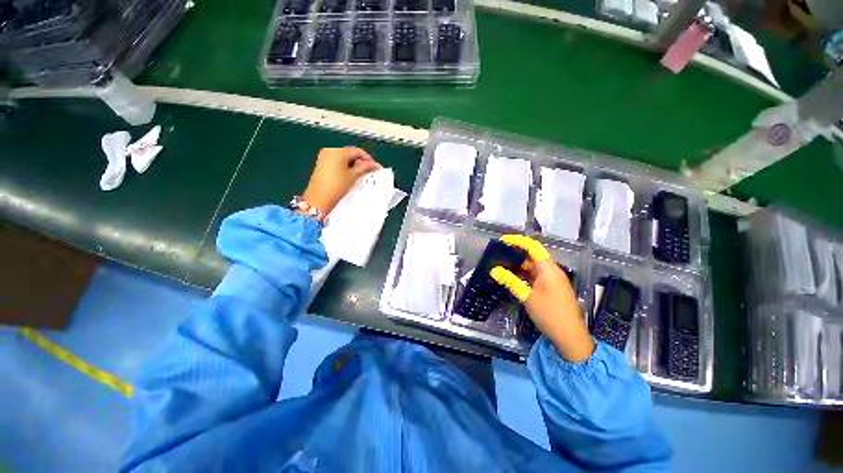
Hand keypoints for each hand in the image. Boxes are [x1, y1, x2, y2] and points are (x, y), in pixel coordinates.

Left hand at [301, 147, 380, 214]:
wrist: (319, 198)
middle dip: (360, 161)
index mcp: (338, 151)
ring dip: (353, 164)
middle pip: (350, 153)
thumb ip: (364, 167)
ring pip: (344, 158)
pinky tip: (350, 175)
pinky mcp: (322, 164)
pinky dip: (345, 166)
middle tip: (368, 171)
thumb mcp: (353, 176)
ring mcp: (324, 157)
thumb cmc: (337, 186)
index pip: (357, 151)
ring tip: (360, 174)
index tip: (375, 167)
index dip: (368, 159)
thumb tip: (374, 164)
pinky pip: (337, 161)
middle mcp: (330, 150)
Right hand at [490, 235, 593, 362]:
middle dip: (515, 254)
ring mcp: (552, 280)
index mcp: (548, 268)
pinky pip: (535, 276)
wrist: (570, 336)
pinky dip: (523, 275)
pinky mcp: (550, 288)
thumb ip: (510, 281)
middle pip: (532, 256)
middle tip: (498, 254)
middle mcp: (551, 270)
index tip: (503, 241)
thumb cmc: (549, 313)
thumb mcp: (527, 296)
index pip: (533, 247)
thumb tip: (494, 270)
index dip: (518, 241)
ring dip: (518, 266)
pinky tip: (512, 278)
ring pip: (533, 267)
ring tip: (501, 265)